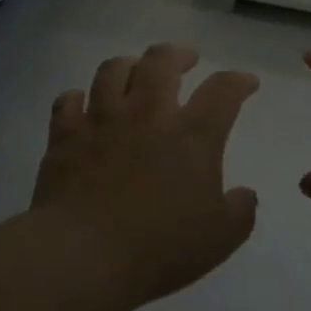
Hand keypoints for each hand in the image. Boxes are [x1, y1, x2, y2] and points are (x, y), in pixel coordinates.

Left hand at [33, 44, 260, 306]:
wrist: (83, 256)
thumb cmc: (159, 248)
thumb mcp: (219, 239)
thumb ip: (240, 212)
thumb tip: (245, 195)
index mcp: (192, 135)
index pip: (223, 91)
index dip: (238, 81)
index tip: (245, 82)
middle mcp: (147, 115)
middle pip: (161, 61)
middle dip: (178, 54)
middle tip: (186, 60)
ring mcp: (101, 120)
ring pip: (113, 70)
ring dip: (129, 65)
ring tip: (135, 72)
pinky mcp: (65, 136)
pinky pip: (68, 101)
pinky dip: (77, 98)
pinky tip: (83, 104)